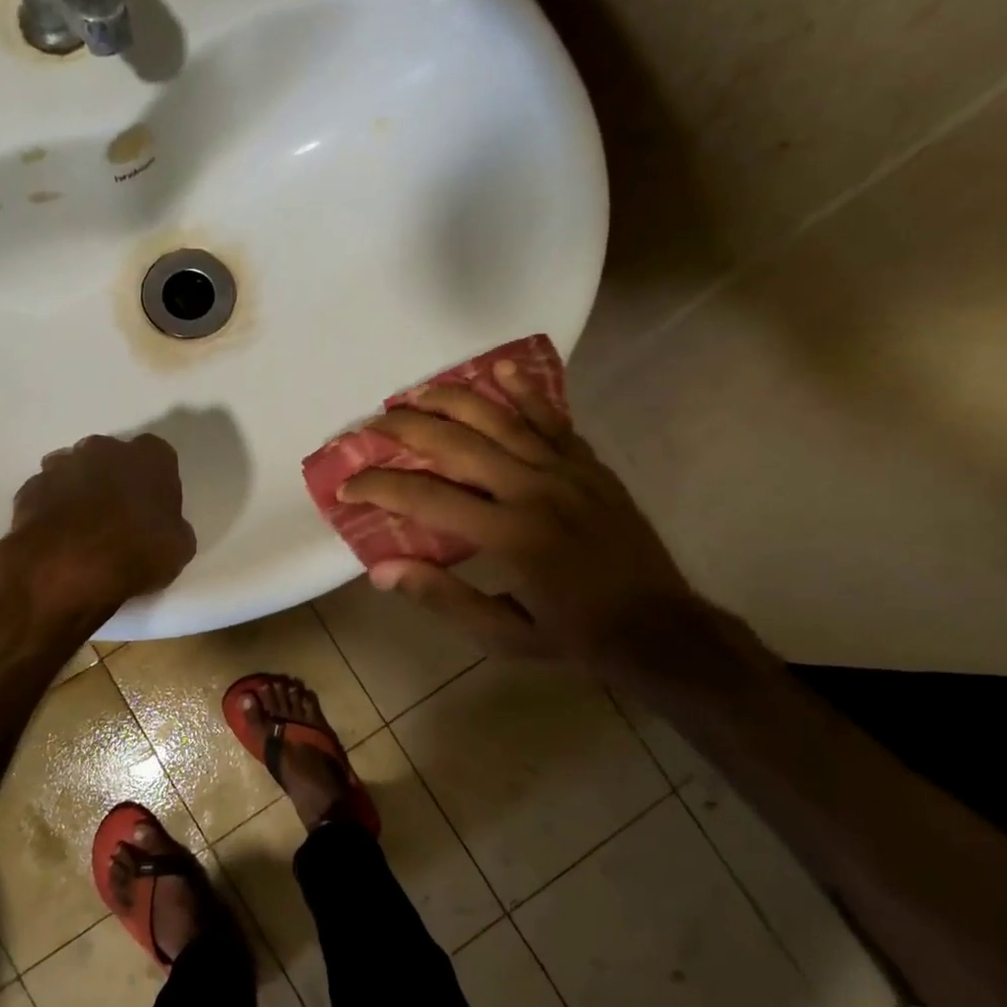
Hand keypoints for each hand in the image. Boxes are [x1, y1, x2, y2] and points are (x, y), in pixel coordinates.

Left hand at [0, 434, 196, 627]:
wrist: (65, 568)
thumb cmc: (135, 551)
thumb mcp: (179, 548)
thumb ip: (174, 528)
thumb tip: (165, 528)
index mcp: (150, 457)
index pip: (158, 457)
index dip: (156, 482)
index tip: (155, 508)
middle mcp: (105, 448)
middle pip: (113, 458)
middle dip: (115, 480)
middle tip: (119, 517)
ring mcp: (62, 465)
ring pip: (76, 472)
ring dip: (80, 492)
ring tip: (84, 531)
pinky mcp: (30, 488)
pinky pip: (47, 495)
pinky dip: (52, 510)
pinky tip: (57, 539)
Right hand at [341, 363, 704, 673]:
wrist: (659, 626)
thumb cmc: (574, 636)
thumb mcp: (502, 634)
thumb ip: (442, 597)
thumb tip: (381, 569)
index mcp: (507, 536)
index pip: (425, 498)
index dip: (379, 486)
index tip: (348, 486)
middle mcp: (532, 490)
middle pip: (456, 444)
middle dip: (404, 429)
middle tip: (370, 426)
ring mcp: (564, 471)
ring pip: (499, 419)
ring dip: (451, 400)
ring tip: (414, 393)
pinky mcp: (588, 464)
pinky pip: (551, 419)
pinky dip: (523, 392)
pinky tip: (497, 370)